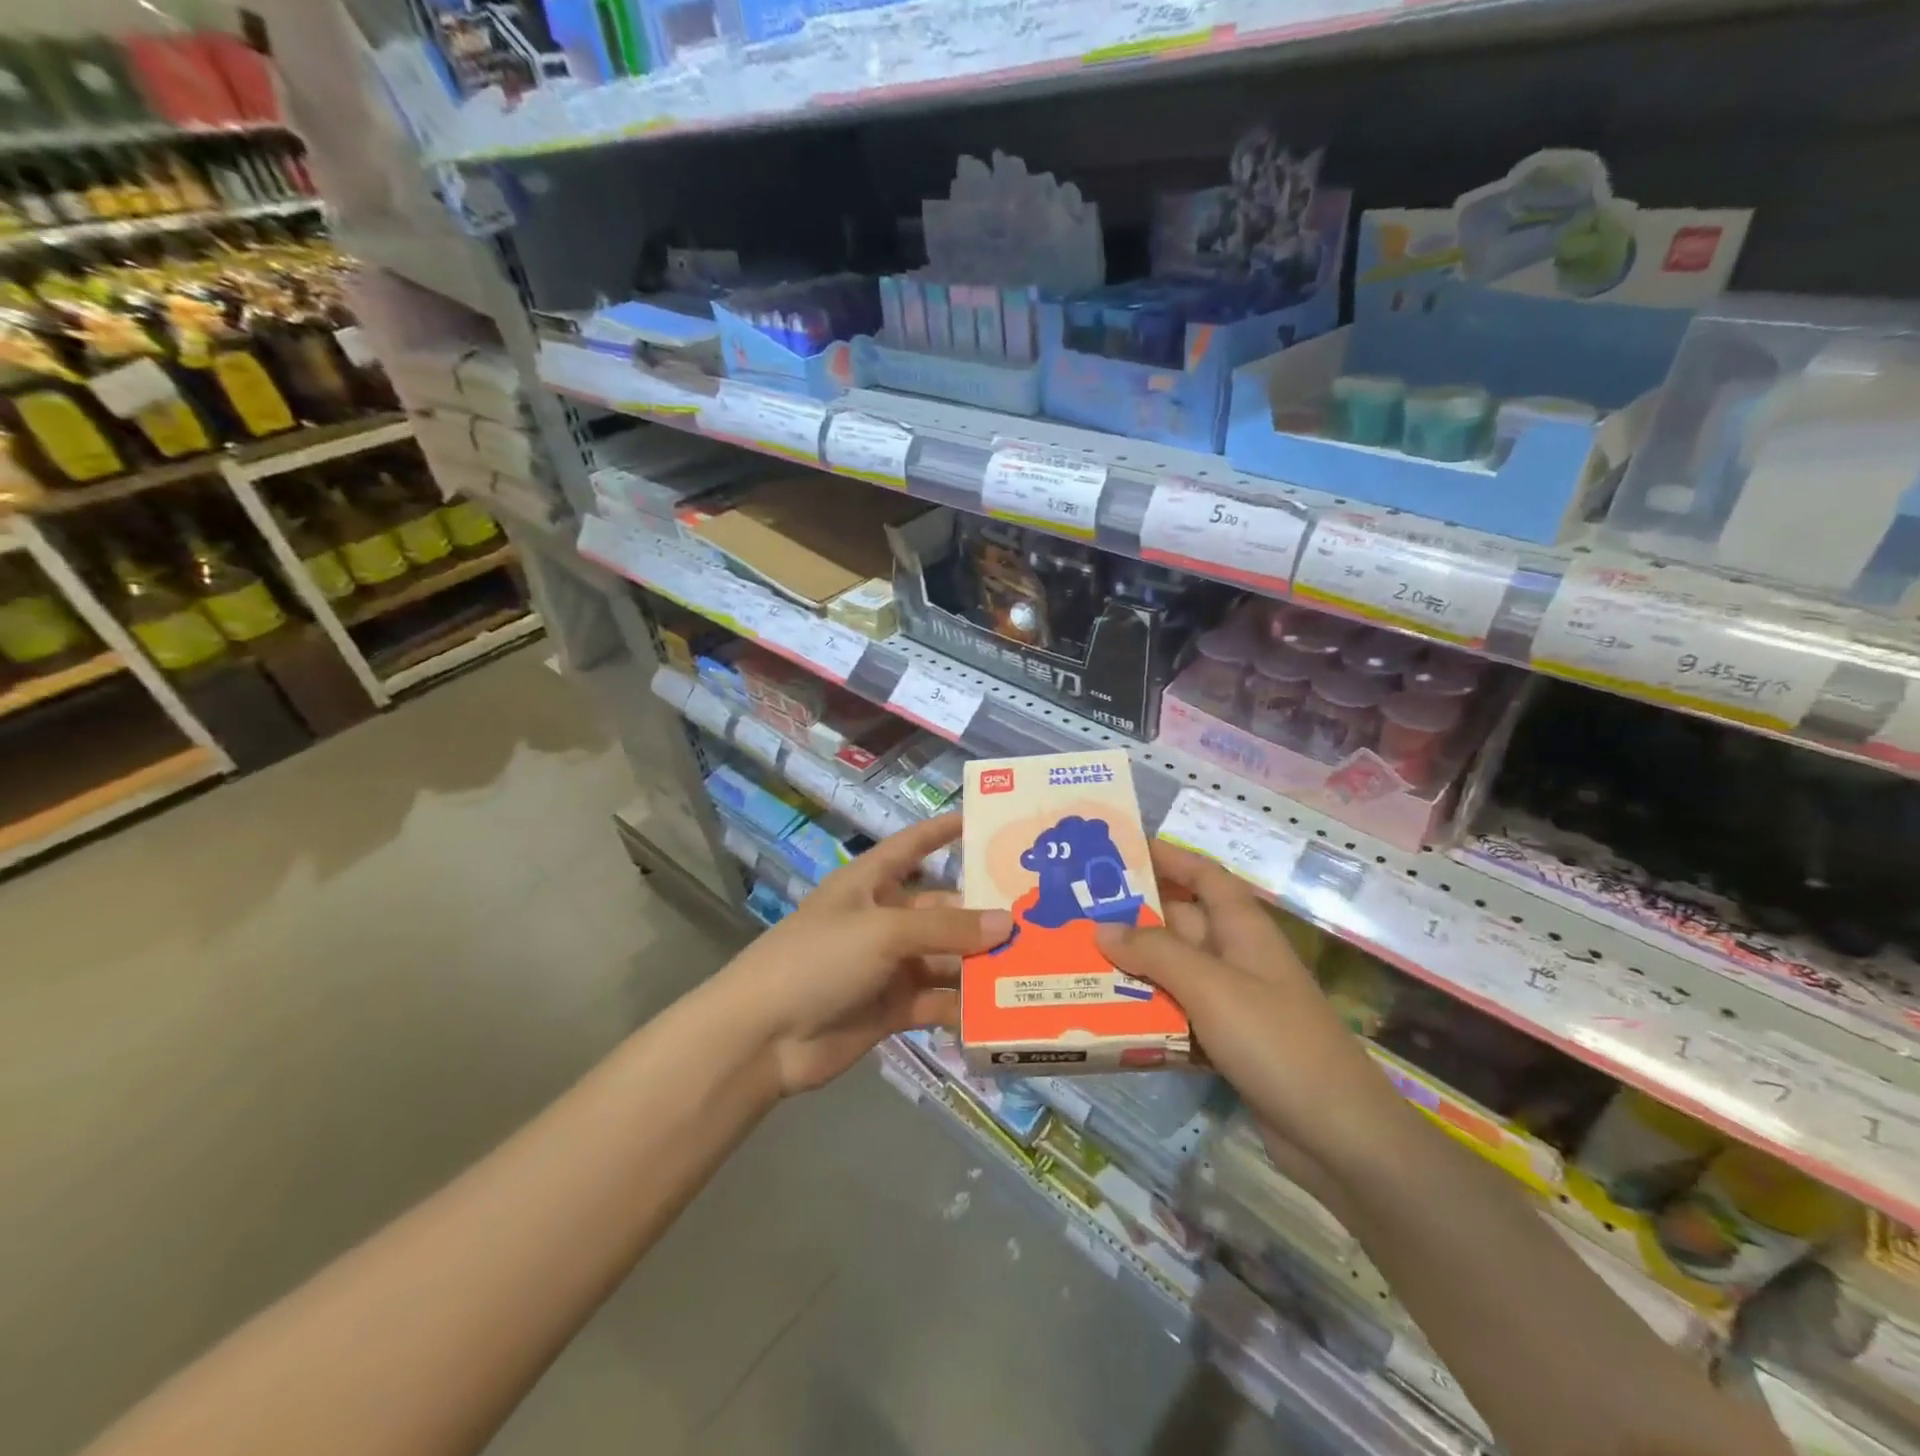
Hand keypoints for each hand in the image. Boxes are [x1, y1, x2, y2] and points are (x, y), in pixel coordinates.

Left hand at [723, 813, 1011, 1094]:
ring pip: (946, 958)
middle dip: (982, 915)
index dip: (943, 831)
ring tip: (1033, 964)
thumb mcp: (883, 932)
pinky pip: (938, 1000)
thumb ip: (946, 930)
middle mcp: (883, 919)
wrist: (763, 1037)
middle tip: (1038, 916)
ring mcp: (888, 966)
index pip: (913, 846)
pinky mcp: (893, 1008)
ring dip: (980, 963)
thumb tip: (1008, 922)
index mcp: (870, 883)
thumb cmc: (819, 960)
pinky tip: (1000, 1010)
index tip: (985, 820)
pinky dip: (963, 1006)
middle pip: (941, 910)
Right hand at [1094, 841, 1408, 1193]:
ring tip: (1075, 962)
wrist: (1339, 1137)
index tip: (1118, 851)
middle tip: (1073, 914)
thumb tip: (1102, 927)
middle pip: (1178, 922)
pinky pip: (1176, 1013)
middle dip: (1130, 916)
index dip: (1167, 857)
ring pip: (1172, 970)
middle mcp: (1235, 956)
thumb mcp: (1211, 987)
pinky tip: (1105, 1016)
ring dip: (1131, 968)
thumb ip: (1155, 952)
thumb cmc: (1276, 1042)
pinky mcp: (1225, 1042)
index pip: (1203, 875)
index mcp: (1242, 928)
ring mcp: (1232, 1001)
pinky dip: (1145, 1011)